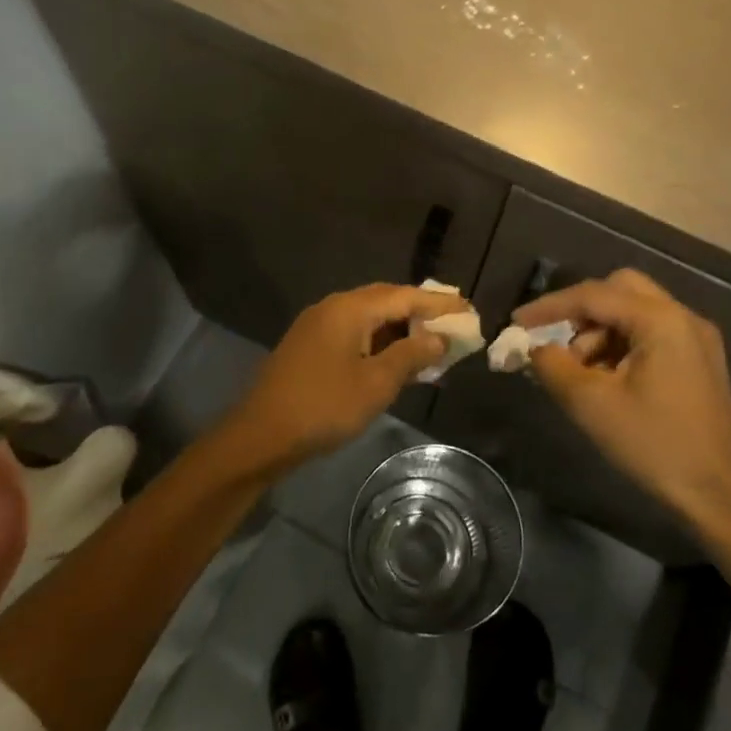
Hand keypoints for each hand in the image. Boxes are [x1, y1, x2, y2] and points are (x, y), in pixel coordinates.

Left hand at [224, 283, 466, 472]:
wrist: (261, 435)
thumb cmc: (324, 406)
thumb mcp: (376, 383)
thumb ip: (411, 356)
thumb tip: (439, 338)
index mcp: (350, 308)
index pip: (404, 296)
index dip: (438, 303)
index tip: (468, 308)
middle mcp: (333, 307)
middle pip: (386, 300)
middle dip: (420, 311)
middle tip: (453, 321)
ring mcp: (318, 326)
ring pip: (369, 317)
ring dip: (400, 328)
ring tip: (432, 342)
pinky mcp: (310, 346)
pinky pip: (354, 333)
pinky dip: (380, 341)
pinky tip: (396, 358)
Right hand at [514, 269, 730, 540]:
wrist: (719, 496)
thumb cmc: (654, 445)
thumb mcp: (591, 404)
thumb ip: (553, 366)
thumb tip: (535, 348)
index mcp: (661, 320)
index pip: (593, 295)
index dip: (550, 307)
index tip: (517, 323)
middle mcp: (683, 318)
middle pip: (619, 290)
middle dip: (580, 312)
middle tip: (556, 341)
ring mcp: (696, 340)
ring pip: (635, 312)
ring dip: (600, 331)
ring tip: (579, 372)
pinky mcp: (700, 362)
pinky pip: (651, 334)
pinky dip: (621, 345)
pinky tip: (606, 379)